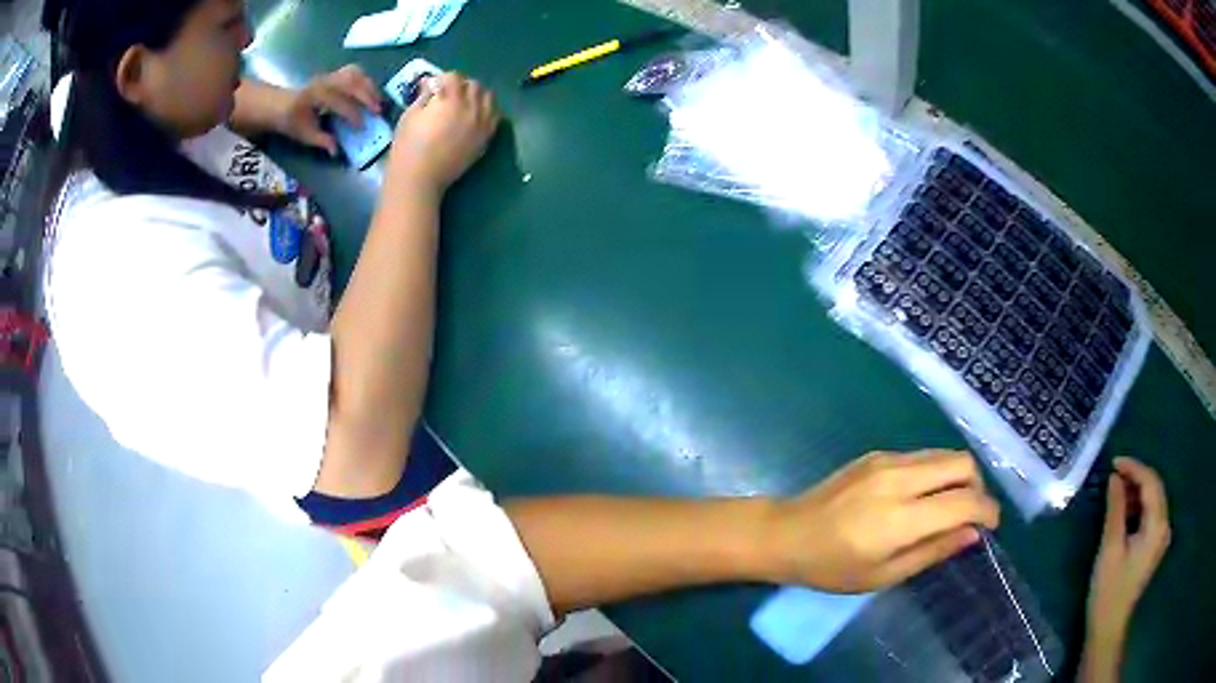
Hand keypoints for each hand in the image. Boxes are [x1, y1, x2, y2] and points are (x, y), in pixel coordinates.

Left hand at [276, 65, 382, 154]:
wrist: (279, 104)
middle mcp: (325, 82)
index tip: (362, 127)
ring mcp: (330, 75)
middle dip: (367, 96)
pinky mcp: (334, 74)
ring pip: (355, 74)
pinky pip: (354, 71)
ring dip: (369, 86)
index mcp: (315, 96)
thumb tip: (336, 150)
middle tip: (378, 111)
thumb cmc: (291, 121)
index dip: (352, 115)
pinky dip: (365, 80)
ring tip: (377, 101)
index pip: (339, 102)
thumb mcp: (303, 134)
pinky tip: (369, 91)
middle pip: (351, 83)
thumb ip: (321, 141)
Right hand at [388, 73, 499, 191]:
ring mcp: (482, 123)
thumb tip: (432, 85)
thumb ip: (425, 96)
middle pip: (474, 85)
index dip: (441, 79)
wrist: (420, 178)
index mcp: (451, 100)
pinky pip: (494, 116)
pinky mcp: (485, 138)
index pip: (454, 77)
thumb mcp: (411, 114)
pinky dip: (486, 110)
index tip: (432, 87)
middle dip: (461, 85)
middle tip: (447, 94)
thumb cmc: (409, 146)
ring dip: (477, 95)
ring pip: (488, 98)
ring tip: (464, 103)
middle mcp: (472, 108)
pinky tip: (474, 116)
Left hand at [764, 450, 999, 591]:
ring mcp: (887, 459)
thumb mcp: (883, 574)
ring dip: (959, 476)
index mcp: (900, 516)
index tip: (993, 526)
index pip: (963, 500)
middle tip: (971, 515)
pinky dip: (937, 472)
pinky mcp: (877, 454)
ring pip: (944, 454)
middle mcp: (898, 477)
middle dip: (978, 486)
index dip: (987, 510)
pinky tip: (923, 498)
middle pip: (962, 462)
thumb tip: (973, 534)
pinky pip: (923, 456)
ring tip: (950, 507)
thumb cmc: (831, 567)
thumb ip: (933, 551)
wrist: (786, 533)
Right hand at [1087, 457, 1170, 643]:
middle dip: (1136, 477)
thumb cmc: (1109, 591)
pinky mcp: (1155, 545)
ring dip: (1137, 492)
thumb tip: (1115, 477)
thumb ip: (1115, 509)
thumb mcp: (1110, 549)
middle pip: (1155, 488)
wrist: (1109, 628)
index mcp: (1157, 525)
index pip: (1151, 483)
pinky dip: (1140, 507)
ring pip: (1154, 500)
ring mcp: (1161, 536)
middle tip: (1114, 474)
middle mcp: (1165, 525)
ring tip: (1117, 492)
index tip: (1114, 462)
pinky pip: (1152, 514)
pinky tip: (1125, 511)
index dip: (1134, 468)